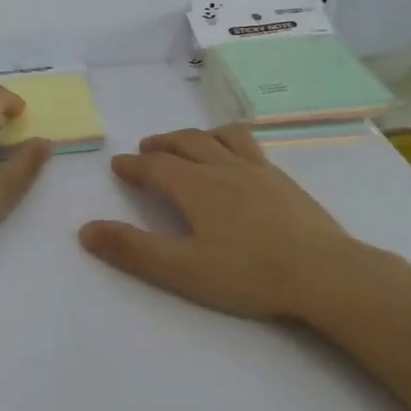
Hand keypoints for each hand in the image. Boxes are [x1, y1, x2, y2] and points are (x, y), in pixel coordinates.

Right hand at [78, 125, 364, 319]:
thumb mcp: (181, 270)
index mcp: (197, 187)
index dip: (134, 165)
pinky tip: (238, 161)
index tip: (119, 165)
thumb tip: (85, 230)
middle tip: (147, 149)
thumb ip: (132, 250)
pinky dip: (230, 142)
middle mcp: (225, 168)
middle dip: (162, 144)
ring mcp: (260, 171)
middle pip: (187, 142)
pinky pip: (250, 146)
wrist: (325, 274)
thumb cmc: (248, 275)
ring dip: (198, 136)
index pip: (156, 166)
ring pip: (222, 137)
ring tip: (190, 143)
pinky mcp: (285, 181)